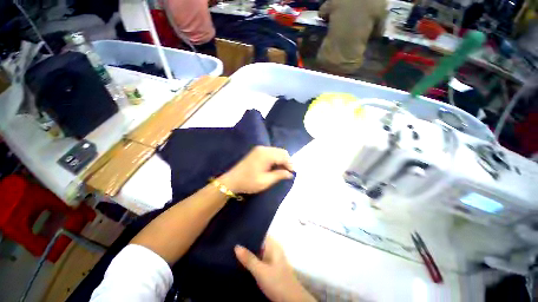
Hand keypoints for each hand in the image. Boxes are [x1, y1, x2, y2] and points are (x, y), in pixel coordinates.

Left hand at [219, 146, 293, 193]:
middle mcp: (263, 149)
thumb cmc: (249, 182)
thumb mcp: (265, 181)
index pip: (284, 156)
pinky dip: (275, 158)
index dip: (290, 164)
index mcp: (266, 154)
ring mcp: (259, 149)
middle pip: (281, 151)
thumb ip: (279, 175)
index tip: (291, 174)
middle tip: (287, 172)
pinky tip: (274, 167)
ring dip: (281, 160)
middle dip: (286, 161)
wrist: (232, 180)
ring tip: (281, 171)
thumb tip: (290, 173)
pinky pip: (271, 152)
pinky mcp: (257, 151)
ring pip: (276, 151)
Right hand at [235, 237, 314, 301]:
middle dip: (247, 244)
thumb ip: (249, 258)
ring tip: (233, 251)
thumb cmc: (277, 281)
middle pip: (258, 243)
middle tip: (232, 243)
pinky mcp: (270, 268)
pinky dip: (251, 261)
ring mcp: (272, 259)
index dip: (250, 232)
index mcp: (273, 245)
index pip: (261, 233)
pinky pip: (259, 260)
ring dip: (248, 253)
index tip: (237, 232)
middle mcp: (273, 249)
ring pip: (258, 252)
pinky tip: (241, 263)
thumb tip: (236, 246)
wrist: (290, 300)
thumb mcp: (261, 271)